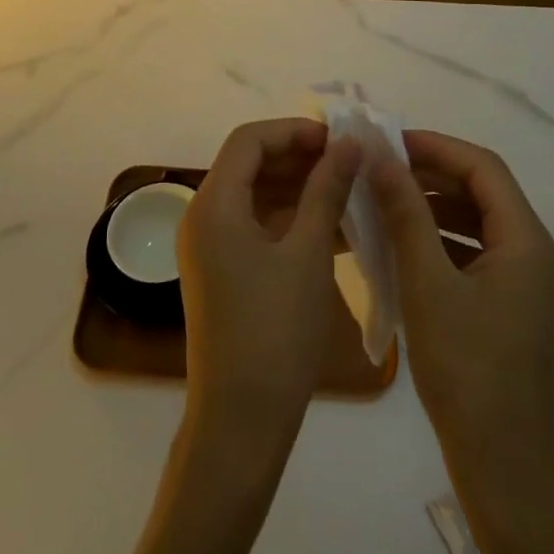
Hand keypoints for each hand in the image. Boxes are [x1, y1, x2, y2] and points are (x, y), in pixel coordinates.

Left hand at [177, 119, 361, 451]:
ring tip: (349, 190)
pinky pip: (257, 227)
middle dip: (300, 157)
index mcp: (214, 204)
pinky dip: (292, 220)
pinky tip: (336, 227)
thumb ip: (327, 190)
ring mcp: (210, 246)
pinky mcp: (223, 271)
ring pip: (256, 196)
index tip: (338, 139)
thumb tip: (350, 143)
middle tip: (349, 163)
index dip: (294, 131)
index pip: (249, 140)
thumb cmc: (276, 331)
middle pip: (250, 164)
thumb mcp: (309, 253)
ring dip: (300, 188)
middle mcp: (203, 216)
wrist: (242, 422)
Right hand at [367, 130, 553, 483]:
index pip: (484, 167)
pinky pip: (474, 255)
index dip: (436, 146)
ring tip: (383, 202)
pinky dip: (440, 242)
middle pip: (483, 192)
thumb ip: (406, 213)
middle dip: (431, 174)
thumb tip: (381, 156)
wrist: (506, 472)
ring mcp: (524, 285)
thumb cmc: (467, 372)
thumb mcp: (428, 285)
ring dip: (433, 207)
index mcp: (526, 241)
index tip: (389, 142)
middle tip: (380, 169)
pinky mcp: (510, 310)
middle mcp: (533, 254)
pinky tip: (401, 248)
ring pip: (476, 224)